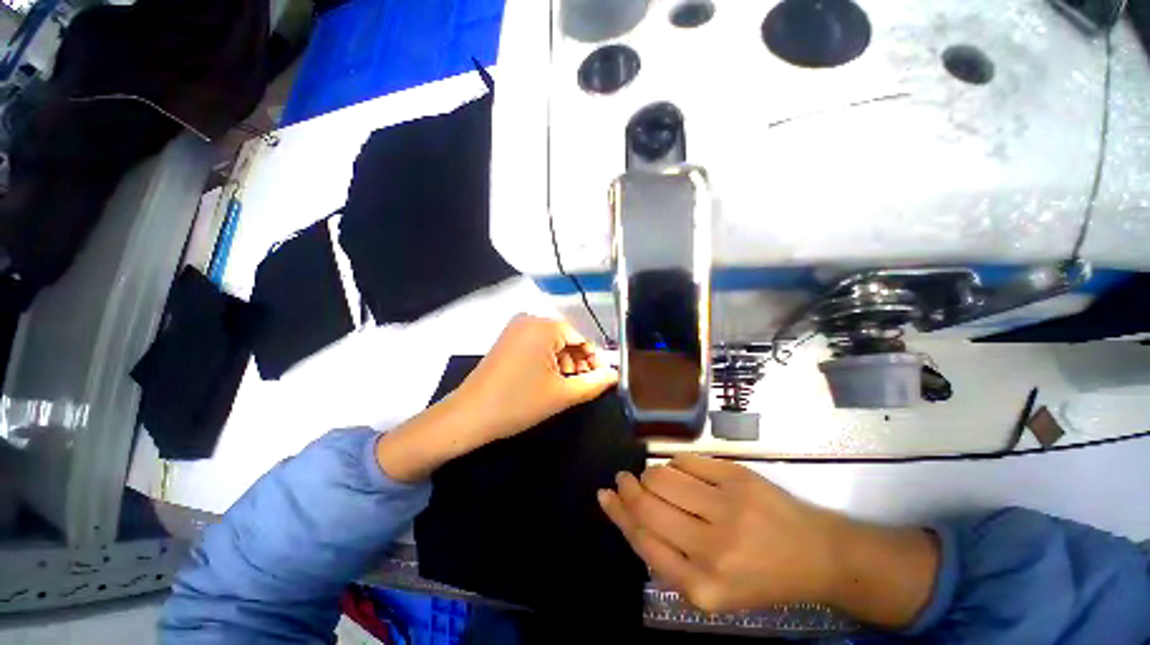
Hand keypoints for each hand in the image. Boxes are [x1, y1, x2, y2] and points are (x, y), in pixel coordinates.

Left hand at [377, 315, 616, 482]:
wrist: (468, 416)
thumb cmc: (518, 403)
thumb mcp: (562, 394)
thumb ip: (593, 383)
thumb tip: (615, 375)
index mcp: (544, 327)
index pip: (582, 337)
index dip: (595, 359)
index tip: (601, 379)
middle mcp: (530, 319)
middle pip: (567, 338)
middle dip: (579, 360)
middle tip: (586, 384)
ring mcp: (515, 328)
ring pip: (552, 342)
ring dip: (565, 361)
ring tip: (569, 384)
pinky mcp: (507, 339)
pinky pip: (537, 344)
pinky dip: (548, 359)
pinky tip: (551, 379)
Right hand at [598, 455, 937, 626]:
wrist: (817, 556)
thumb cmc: (760, 577)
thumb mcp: (712, 589)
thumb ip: (669, 558)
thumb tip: (629, 515)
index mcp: (702, 586)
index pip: (642, 540)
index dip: (618, 513)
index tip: (605, 495)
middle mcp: (712, 548)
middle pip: (647, 504)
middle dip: (628, 488)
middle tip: (624, 479)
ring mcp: (727, 508)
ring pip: (662, 476)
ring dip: (650, 474)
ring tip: (655, 478)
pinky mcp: (738, 478)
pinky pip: (686, 460)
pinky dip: (676, 463)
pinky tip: (682, 472)